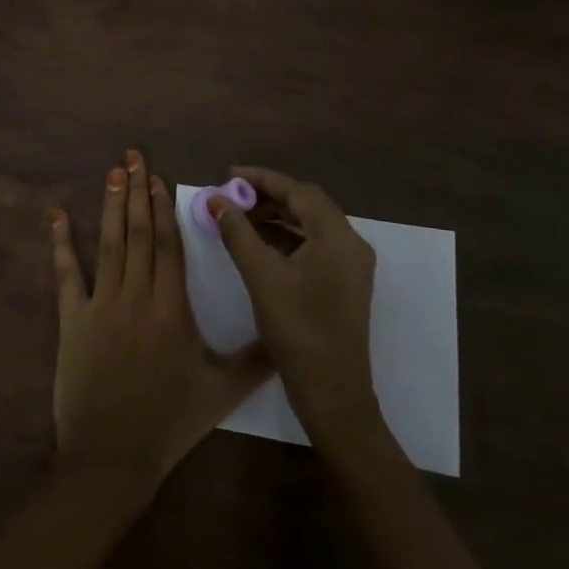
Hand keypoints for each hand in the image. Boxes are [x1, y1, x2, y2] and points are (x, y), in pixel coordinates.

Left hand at [51, 150, 272, 493]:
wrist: (113, 455)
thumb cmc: (169, 422)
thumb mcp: (222, 392)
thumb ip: (256, 360)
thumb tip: (286, 336)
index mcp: (171, 308)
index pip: (168, 246)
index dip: (162, 209)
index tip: (158, 178)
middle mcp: (137, 295)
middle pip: (138, 234)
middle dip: (136, 192)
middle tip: (132, 156)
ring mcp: (101, 305)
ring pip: (109, 245)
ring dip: (110, 206)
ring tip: (112, 172)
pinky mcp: (72, 320)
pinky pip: (66, 275)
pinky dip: (61, 244)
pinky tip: (57, 216)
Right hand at [208, 166, 380, 445]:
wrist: (333, 393)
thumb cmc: (297, 330)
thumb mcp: (261, 276)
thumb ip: (238, 233)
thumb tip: (216, 200)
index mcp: (337, 237)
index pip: (298, 191)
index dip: (262, 179)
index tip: (229, 174)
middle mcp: (351, 244)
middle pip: (308, 205)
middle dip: (269, 197)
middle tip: (233, 198)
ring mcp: (352, 266)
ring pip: (312, 225)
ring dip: (278, 217)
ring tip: (241, 218)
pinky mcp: (345, 284)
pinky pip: (316, 245)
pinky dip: (288, 237)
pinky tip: (261, 245)